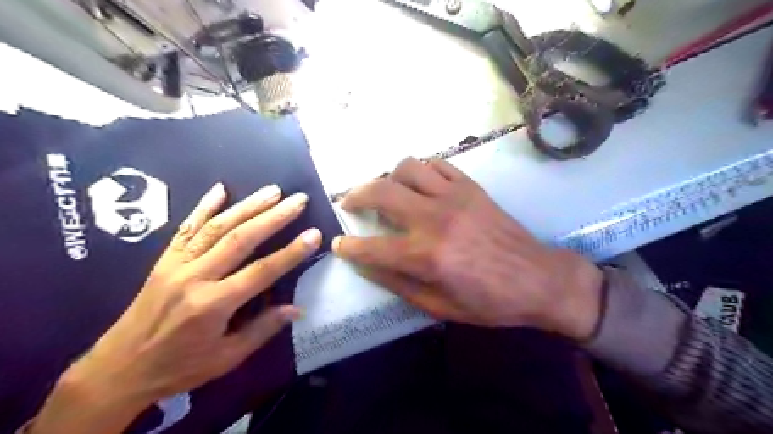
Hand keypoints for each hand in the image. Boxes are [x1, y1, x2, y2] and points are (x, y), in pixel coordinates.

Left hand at [32, 184, 320, 433]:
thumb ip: (262, 329)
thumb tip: (296, 309)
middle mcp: (195, 277)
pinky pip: (185, 228)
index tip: (314, 233)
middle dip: (273, 217)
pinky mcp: (164, 260)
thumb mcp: (226, 358)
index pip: (262, 271)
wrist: (118, 369)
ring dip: (247, 206)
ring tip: (273, 191)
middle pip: (241, 239)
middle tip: (298, 200)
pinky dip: (203, 206)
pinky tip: (220, 189)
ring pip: (217, 227)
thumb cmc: (179, 367)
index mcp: (213, 305)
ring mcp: (177, 265)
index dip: (291, 252)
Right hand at [332, 157, 602, 340]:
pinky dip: (422, 170)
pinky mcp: (471, 187)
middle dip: (356, 195)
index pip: (372, 246)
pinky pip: (438, 164)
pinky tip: (420, 184)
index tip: (339, 243)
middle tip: (349, 202)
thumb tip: (367, 266)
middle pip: (381, 192)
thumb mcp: (440, 307)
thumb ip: (399, 284)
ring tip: (388, 191)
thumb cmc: (490, 302)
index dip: (349, 246)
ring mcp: (454, 196)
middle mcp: (435, 218)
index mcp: (426, 255)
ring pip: (407, 167)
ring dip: (389, 177)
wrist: (540, 279)